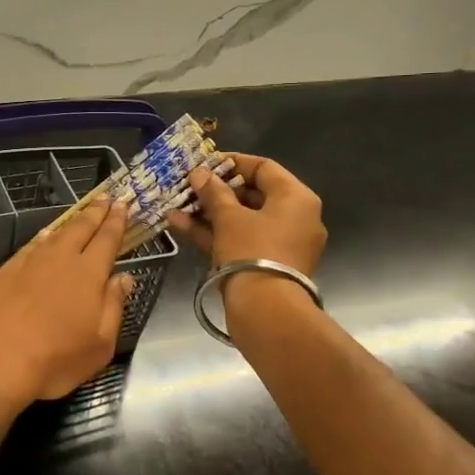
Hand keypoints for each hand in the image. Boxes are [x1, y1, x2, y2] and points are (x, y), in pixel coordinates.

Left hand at [0, 198, 134, 413]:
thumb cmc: (54, 362)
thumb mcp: (99, 346)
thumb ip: (114, 306)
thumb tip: (124, 277)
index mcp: (88, 274)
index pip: (107, 239)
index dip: (117, 221)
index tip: (124, 204)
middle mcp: (59, 260)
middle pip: (81, 228)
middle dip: (96, 212)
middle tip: (106, 199)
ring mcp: (28, 263)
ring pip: (54, 234)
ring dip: (71, 222)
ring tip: (80, 214)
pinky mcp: (4, 272)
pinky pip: (30, 245)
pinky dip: (43, 236)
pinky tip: (45, 236)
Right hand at [166, 152, 325, 276]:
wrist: (266, 311)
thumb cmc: (252, 252)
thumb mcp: (229, 218)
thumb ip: (214, 193)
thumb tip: (200, 174)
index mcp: (296, 199)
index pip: (264, 167)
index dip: (232, 162)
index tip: (206, 163)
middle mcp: (296, 218)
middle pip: (253, 194)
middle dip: (217, 190)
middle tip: (190, 185)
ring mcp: (282, 244)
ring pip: (243, 220)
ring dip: (210, 212)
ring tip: (178, 203)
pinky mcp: (267, 265)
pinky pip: (241, 240)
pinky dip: (216, 233)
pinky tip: (180, 224)